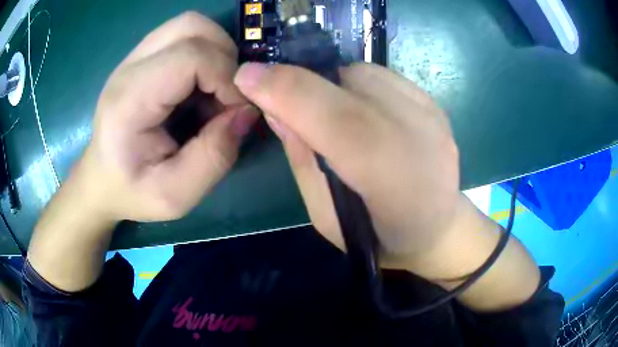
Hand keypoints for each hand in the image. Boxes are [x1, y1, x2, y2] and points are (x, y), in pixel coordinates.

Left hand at [28, 12, 258, 291]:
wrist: (100, 180)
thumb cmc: (131, 191)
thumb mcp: (176, 195)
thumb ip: (214, 157)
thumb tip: (247, 113)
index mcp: (130, 100)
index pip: (191, 57)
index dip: (227, 77)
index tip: (237, 112)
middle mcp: (129, 67)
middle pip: (191, 26)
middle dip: (224, 56)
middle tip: (226, 95)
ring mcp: (133, 58)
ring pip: (189, 25)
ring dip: (215, 51)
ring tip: (214, 89)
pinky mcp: (141, 58)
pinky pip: (183, 36)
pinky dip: (204, 53)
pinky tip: (198, 87)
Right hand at [234, 62, 459, 263]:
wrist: (438, 227)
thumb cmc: (378, 236)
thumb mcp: (326, 217)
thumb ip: (303, 160)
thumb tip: (277, 109)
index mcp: (395, 182)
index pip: (339, 122)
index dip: (287, 92)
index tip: (246, 77)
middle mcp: (421, 138)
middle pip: (348, 86)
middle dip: (297, 82)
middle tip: (272, 90)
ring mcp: (432, 115)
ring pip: (361, 73)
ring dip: (327, 83)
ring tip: (325, 110)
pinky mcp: (434, 103)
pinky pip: (380, 75)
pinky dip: (353, 83)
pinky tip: (357, 107)